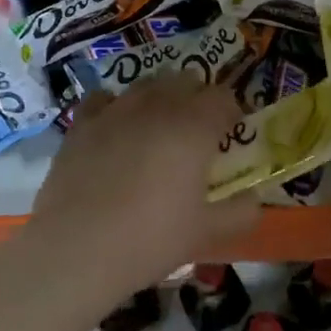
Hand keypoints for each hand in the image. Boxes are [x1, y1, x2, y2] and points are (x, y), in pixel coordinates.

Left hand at [28, 78, 261, 292]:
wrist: (75, 250)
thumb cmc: (150, 239)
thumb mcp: (206, 232)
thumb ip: (241, 212)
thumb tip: (255, 200)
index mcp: (194, 127)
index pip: (223, 97)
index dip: (231, 112)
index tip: (230, 134)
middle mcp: (157, 107)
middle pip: (185, 81)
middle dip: (197, 98)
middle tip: (197, 131)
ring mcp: (116, 111)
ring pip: (146, 84)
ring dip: (160, 97)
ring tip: (158, 126)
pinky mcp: (81, 125)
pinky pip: (104, 99)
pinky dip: (115, 106)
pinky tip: (115, 128)